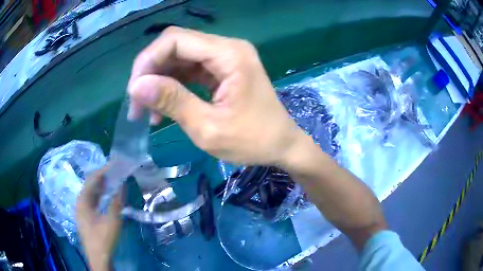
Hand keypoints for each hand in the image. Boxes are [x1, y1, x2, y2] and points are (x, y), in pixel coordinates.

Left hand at [76, 167, 121, 270]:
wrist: (98, 258)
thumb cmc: (103, 239)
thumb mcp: (112, 221)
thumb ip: (117, 202)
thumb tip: (122, 185)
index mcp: (83, 200)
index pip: (92, 179)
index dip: (104, 170)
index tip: (115, 164)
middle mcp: (80, 201)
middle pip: (90, 183)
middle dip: (102, 176)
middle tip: (115, 171)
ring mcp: (82, 209)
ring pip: (91, 191)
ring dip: (101, 185)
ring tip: (113, 179)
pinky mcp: (86, 215)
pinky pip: (92, 199)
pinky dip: (100, 194)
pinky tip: (107, 195)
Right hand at [127, 26, 303, 165]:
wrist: (282, 145)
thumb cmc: (253, 141)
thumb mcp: (208, 127)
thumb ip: (172, 101)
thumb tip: (136, 87)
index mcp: (229, 54)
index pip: (175, 40)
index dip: (148, 61)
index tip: (134, 92)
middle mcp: (227, 48)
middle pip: (176, 45)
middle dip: (150, 71)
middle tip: (136, 103)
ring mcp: (225, 58)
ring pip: (179, 57)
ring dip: (159, 80)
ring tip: (146, 111)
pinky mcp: (222, 70)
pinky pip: (189, 70)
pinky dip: (172, 85)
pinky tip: (162, 107)